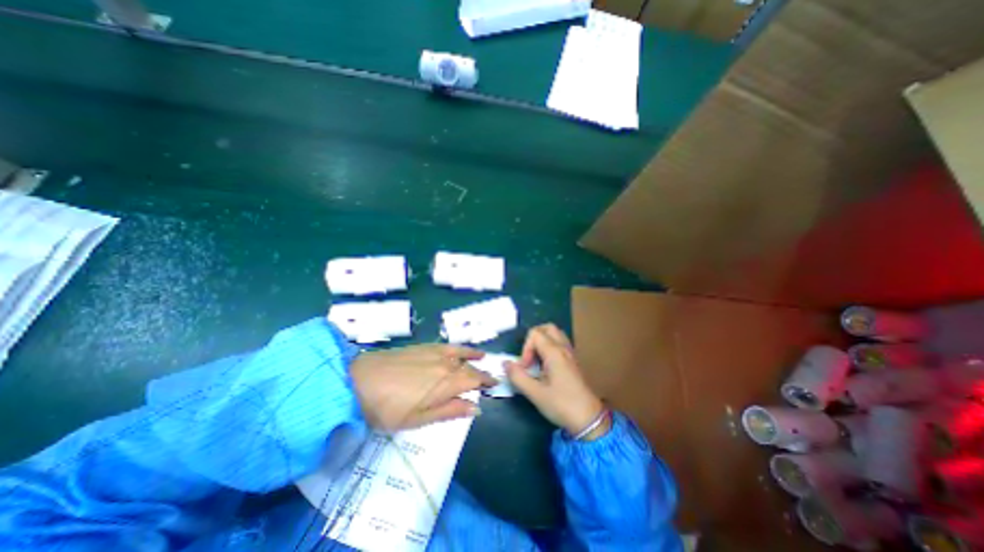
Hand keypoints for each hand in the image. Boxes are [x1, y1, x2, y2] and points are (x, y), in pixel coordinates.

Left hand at [350, 345, 495, 430]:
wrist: (358, 381)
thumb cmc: (388, 408)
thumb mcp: (418, 419)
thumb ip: (449, 411)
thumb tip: (476, 408)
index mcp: (447, 383)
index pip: (474, 380)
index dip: (486, 382)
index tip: (495, 383)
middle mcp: (445, 364)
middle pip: (468, 368)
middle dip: (480, 373)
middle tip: (489, 378)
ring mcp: (434, 352)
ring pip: (460, 354)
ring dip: (473, 358)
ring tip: (483, 358)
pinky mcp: (423, 347)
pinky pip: (448, 345)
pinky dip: (459, 347)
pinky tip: (461, 349)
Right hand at [506, 323, 608, 440]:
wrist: (590, 420)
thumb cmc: (562, 405)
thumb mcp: (535, 394)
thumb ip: (518, 377)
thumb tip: (505, 363)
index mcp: (555, 352)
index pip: (535, 334)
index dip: (525, 348)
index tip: (525, 367)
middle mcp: (564, 348)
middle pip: (547, 328)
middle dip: (534, 339)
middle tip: (529, 357)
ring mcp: (571, 353)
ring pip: (555, 334)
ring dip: (542, 342)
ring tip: (537, 361)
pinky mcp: (573, 361)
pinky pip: (560, 344)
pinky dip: (550, 347)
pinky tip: (546, 366)